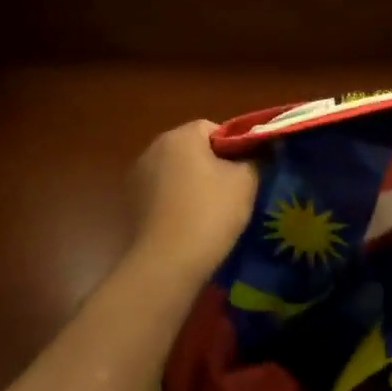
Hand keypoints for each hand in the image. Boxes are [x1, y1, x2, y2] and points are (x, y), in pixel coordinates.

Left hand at [127, 120, 257, 281]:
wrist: (168, 262)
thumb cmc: (211, 212)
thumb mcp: (246, 181)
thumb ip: (256, 158)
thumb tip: (260, 152)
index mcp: (180, 136)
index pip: (214, 128)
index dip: (234, 147)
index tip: (246, 171)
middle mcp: (153, 148)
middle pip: (192, 149)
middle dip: (212, 165)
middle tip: (234, 191)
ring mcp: (137, 176)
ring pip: (176, 172)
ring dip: (192, 183)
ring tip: (212, 211)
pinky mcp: (131, 203)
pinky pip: (162, 193)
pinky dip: (176, 201)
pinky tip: (190, 223)